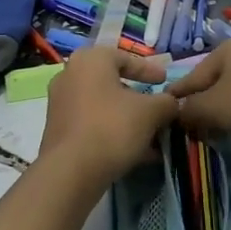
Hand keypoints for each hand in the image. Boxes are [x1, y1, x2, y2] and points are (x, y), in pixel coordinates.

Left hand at [39, 47, 178, 184]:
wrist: (71, 171)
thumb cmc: (112, 127)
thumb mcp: (151, 112)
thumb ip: (166, 102)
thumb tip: (172, 103)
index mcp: (90, 60)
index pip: (125, 58)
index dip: (149, 70)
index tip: (165, 81)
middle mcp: (70, 75)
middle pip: (113, 83)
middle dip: (139, 99)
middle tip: (158, 110)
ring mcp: (60, 103)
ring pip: (103, 107)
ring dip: (128, 119)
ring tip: (152, 137)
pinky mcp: (58, 130)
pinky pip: (92, 124)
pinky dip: (113, 132)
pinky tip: (135, 153)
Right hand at [168, 39, 230, 138]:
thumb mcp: (214, 107)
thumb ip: (190, 111)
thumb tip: (178, 113)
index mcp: (224, 51)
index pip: (191, 78)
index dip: (177, 98)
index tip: (165, 115)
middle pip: (216, 88)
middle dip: (208, 113)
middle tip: (201, 135)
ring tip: (230, 139)